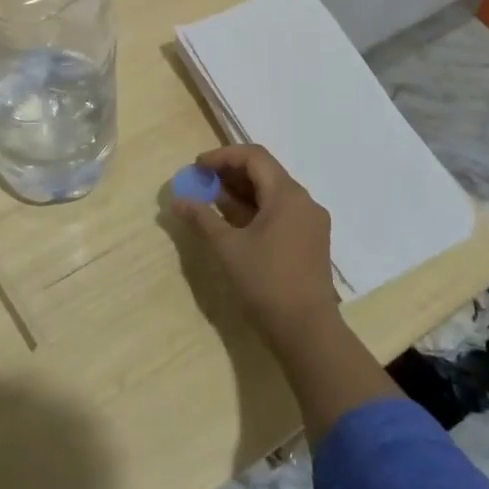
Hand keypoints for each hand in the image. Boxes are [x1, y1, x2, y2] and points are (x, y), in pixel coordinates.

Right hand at [171, 143, 341, 344]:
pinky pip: (281, 212)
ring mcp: (310, 222)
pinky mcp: (310, 241)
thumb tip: (178, 200)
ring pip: (273, 193)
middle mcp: (304, 201)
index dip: (223, 156)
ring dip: (242, 193)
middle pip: (265, 172)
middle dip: (230, 174)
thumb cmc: (266, 283)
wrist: (307, 332)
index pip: (254, 156)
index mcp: (287, 194)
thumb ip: (202, 218)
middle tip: (201, 183)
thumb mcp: (228, 248)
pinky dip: (256, 210)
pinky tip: (234, 223)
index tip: (197, 167)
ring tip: (212, 202)